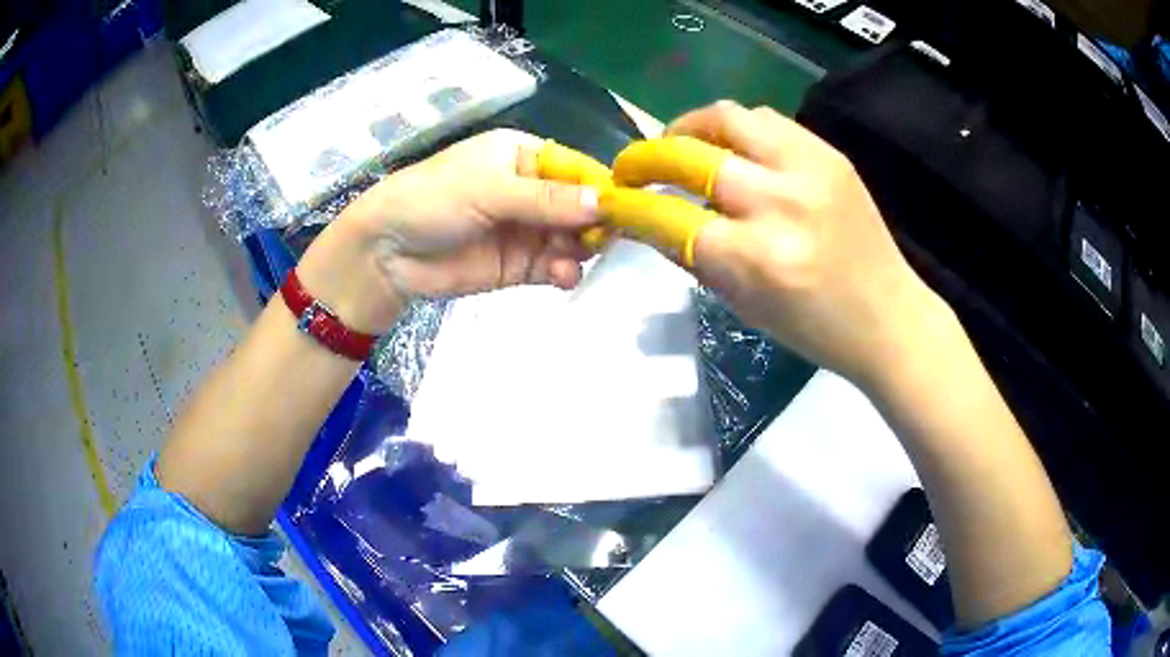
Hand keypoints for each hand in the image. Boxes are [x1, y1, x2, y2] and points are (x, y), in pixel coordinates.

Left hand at [296, 129, 598, 332]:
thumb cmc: (432, 199)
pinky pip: (555, 266)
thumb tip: (603, 202)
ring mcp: (527, 229)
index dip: (601, 187)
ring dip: (581, 249)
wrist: (387, 252)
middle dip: (596, 222)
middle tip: (606, 240)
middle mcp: (531, 190)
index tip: (628, 208)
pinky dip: (565, 271)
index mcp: (524, 156)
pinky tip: (562, 275)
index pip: (577, 169)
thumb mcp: (488, 189)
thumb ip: (545, 199)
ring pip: (572, 238)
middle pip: (580, 206)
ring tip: (573, 259)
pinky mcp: (520, 265)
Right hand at [611, 101, 946, 385]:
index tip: (606, 200)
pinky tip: (729, 148)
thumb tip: (649, 220)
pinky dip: (733, 129)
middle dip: (644, 157)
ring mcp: (809, 168)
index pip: (667, 216)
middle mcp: (780, 203)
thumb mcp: (743, 306)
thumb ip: (693, 258)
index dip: (626, 205)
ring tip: (678, 146)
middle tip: (630, 167)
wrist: (888, 315)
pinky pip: (764, 120)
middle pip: (689, 154)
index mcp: (756, 258)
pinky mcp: (828, 153)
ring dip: (688, 129)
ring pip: (726, 119)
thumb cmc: (814, 329)